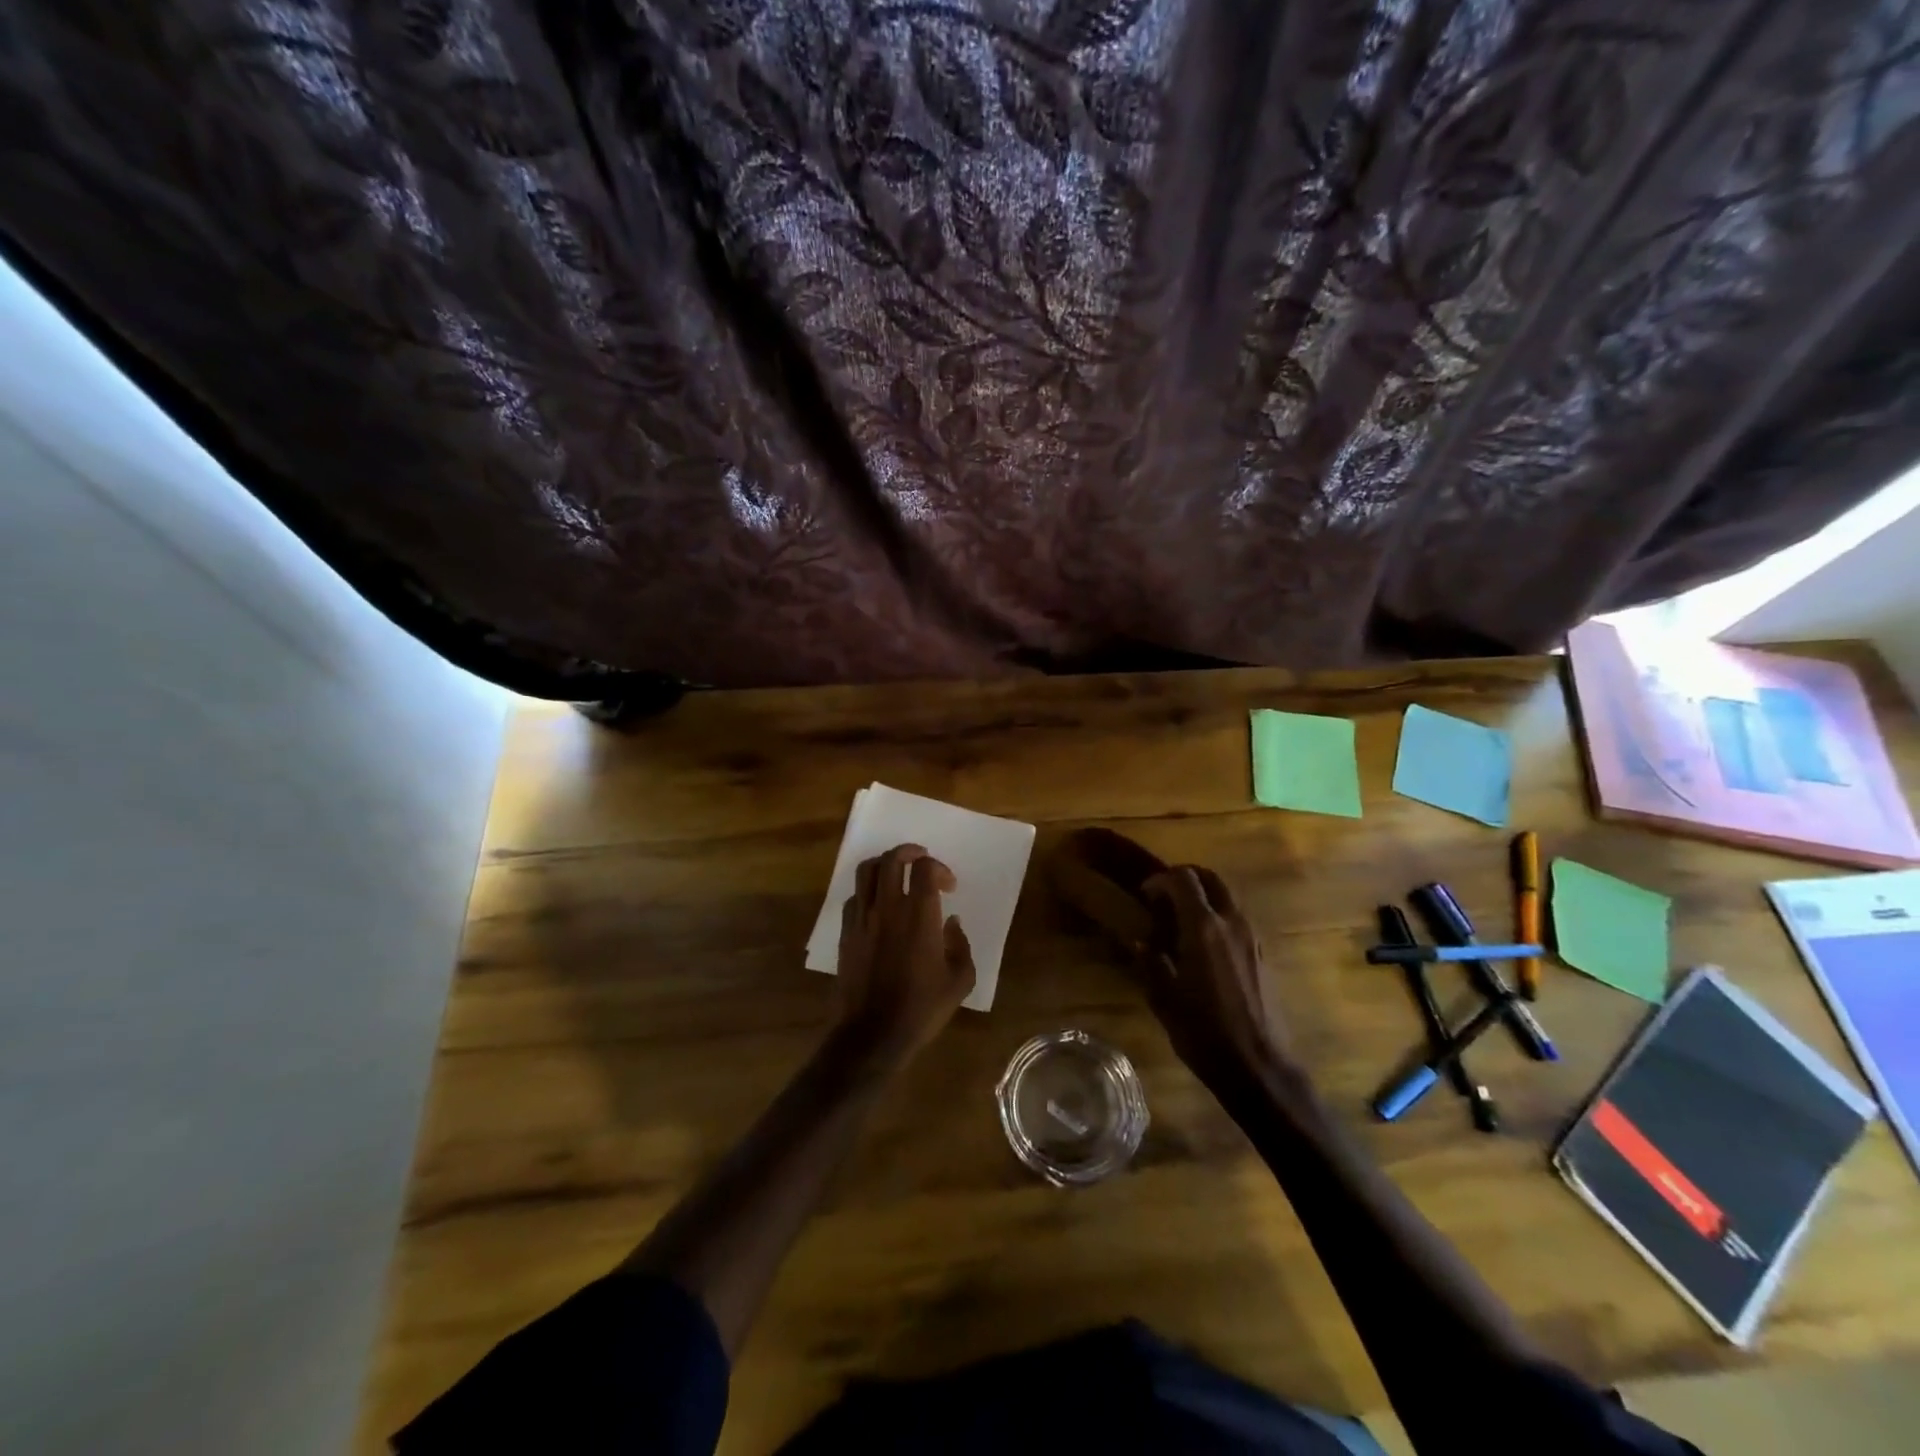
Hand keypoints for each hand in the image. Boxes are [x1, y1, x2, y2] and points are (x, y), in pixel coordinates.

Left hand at [832, 844, 975, 1073]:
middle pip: (892, 859)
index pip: (925, 869)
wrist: (873, 1034)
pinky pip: (854, 896)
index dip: (939, 869)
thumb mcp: (960, 981)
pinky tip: (878, 905)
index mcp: (919, 916)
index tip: (949, 886)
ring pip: (866, 871)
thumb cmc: (921, 1009)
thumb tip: (951, 922)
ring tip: (896, 871)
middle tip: (921, 860)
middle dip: (909, 852)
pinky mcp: (846, 932)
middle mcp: (888, 908)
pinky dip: (867, 891)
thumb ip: (960, 945)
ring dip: (884, 863)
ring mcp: (862, 918)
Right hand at [1142, 866, 1299, 1097]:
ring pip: (1228, 897)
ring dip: (1204, 897)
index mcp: (1204, 928)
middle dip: (1186, 879)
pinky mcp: (1263, 955)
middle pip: (1211, 879)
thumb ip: (1150, 962)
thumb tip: (1140, 942)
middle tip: (1165, 898)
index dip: (1161, 879)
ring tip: (1183, 921)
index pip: (1183, 879)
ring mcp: (1253, 938)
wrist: (1259, 1068)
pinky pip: (1238, 919)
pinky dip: (1219, 917)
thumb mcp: (1164, 999)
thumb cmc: (1204, 1033)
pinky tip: (1204, 946)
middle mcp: (1232, 923)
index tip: (1145, 895)